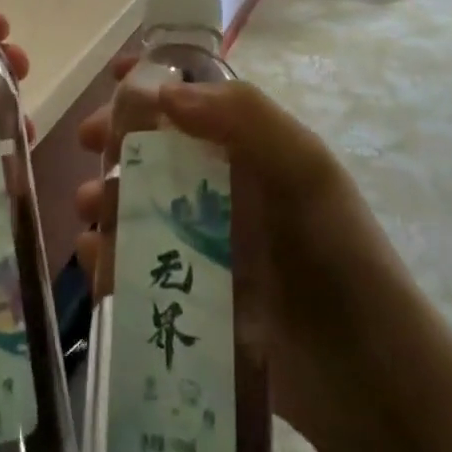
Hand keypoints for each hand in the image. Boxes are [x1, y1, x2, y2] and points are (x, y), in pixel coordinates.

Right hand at [73, 68, 410, 441]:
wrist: (365, 375)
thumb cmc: (337, 253)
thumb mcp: (304, 169)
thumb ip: (244, 116)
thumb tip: (164, 93)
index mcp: (252, 148)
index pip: (196, 99)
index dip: (155, 81)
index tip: (113, 75)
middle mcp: (226, 187)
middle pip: (158, 149)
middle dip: (119, 139)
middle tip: (88, 143)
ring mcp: (207, 242)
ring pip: (142, 205)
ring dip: (107, 197)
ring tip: (87, 210)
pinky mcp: (192, 293)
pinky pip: (139, 264)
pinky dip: (109, 255)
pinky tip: (94, 258)